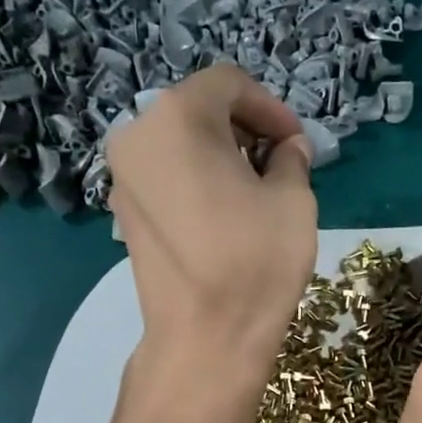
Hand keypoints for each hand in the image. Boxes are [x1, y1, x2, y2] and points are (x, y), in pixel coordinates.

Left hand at [107, 64, 316, 378]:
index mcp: (178, 118)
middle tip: (281, 165)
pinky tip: (225, 214)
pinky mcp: (123, 212)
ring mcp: (123, 176)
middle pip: (198, 109)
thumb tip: (286, 148)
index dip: (271, 108)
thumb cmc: (255, 262)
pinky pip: (165, 175)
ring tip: (256, 192)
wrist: (205, 338)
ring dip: (221, 155)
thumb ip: (291, 159)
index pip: (229, 84)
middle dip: (245, 130)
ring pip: (179, 143)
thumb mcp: (293, 200)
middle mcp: (138, 135)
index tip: (298, 143)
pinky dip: (196, 178)